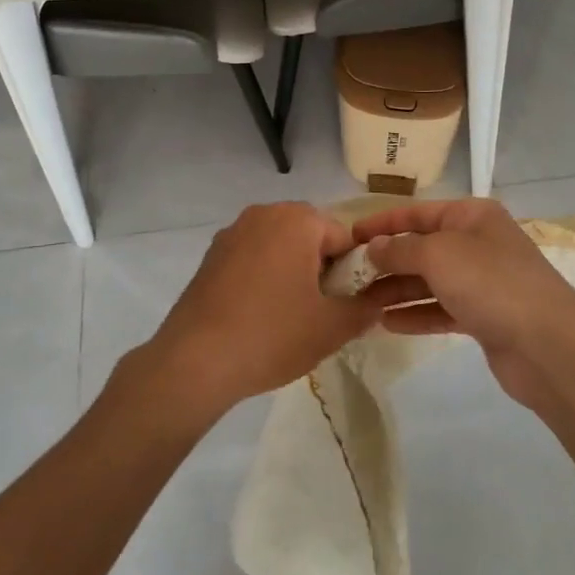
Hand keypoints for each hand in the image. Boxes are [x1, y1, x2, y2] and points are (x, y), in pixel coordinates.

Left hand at [140, 203, 378, 420]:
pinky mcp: (211, 254)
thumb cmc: (272, 335)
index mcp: (297, 220)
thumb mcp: (332, 327)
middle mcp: (264, 214)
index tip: (343, 305)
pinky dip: (262, 277)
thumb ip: (365, 309)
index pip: (343, 238)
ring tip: (287, 316)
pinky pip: (252, 257)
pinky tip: (257, 314)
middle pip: (310, 237)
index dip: (351, 272)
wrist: (195, 360)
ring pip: (279, 246)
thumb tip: (378, 302)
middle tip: (319, 312)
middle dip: (320, 269)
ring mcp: (233, 232)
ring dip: (291, 272)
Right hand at [351, 198, 574, 407]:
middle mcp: (477, 243)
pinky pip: (441, 309)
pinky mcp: (484, 317)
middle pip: (422, 247)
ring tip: (360, 302)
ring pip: (429, 281)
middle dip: (386, 260)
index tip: (347, 237)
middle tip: (347, 277)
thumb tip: (373, 247)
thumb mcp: (439, 254)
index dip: (381, 223)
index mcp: (472, 216)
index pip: (417, 212)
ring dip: (396, 290)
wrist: (549, 346)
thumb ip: (400, 249)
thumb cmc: (491, 283)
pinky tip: (387, 323)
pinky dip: (416, 314)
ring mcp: (482, 282)